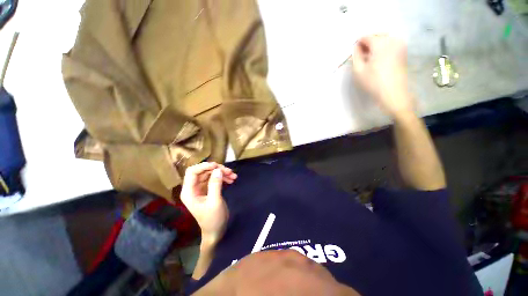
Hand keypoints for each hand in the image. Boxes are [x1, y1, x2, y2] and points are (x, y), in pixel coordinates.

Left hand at [181, 162, 236, 248]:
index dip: (204, 166)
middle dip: (216, 170)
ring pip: (210, 174)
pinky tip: (232, 179)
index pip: (192, 172)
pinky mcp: (208, 189)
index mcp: (189, 192)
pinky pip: (215, 179)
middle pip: (203, 171)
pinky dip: (223, 177)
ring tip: (233, 176)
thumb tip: (217, 170)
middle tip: (229, 171)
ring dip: (222, 173)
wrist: (216, 231)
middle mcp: (193, 188)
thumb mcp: (215, 202)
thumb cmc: (213, 219)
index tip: (217, 165)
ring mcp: (201, 188)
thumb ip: (215, 185)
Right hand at [351, 34, 414, 117]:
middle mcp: (392, 40)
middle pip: (376, 35)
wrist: (393, 94)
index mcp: (380, 43)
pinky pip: (390, 44)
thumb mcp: (358, 70)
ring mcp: (400, 45)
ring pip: (384, 39)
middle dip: (367, 43)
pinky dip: (382, 49)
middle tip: (361, 56)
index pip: (366, 36)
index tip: (354, 53)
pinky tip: (378, 60)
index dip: (358, 43)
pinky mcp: (403, 52)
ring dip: (375, 46)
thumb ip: (356, 55)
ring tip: (369, 59)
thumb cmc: (373, 82)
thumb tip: (356, 47)